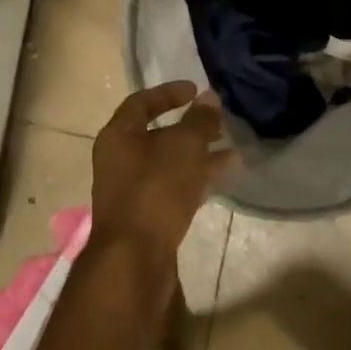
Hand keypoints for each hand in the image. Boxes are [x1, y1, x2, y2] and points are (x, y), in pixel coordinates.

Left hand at [91, 81, 233, 260]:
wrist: (135, 259)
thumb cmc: (155, 189)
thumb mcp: (183, 146)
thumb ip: (199, 120)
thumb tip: (209, 98)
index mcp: (118, 136)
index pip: (141, 102)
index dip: (169, 93)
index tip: (196, 90)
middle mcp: (120, 160)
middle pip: (157, 134)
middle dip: (190, 126)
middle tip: (218, 121)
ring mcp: (132, 190)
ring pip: (169, 163)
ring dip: (199, 154)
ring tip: (232, 148)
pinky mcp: (147, 217)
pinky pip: (174, 187)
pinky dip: (197, 177)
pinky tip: (225, 174)